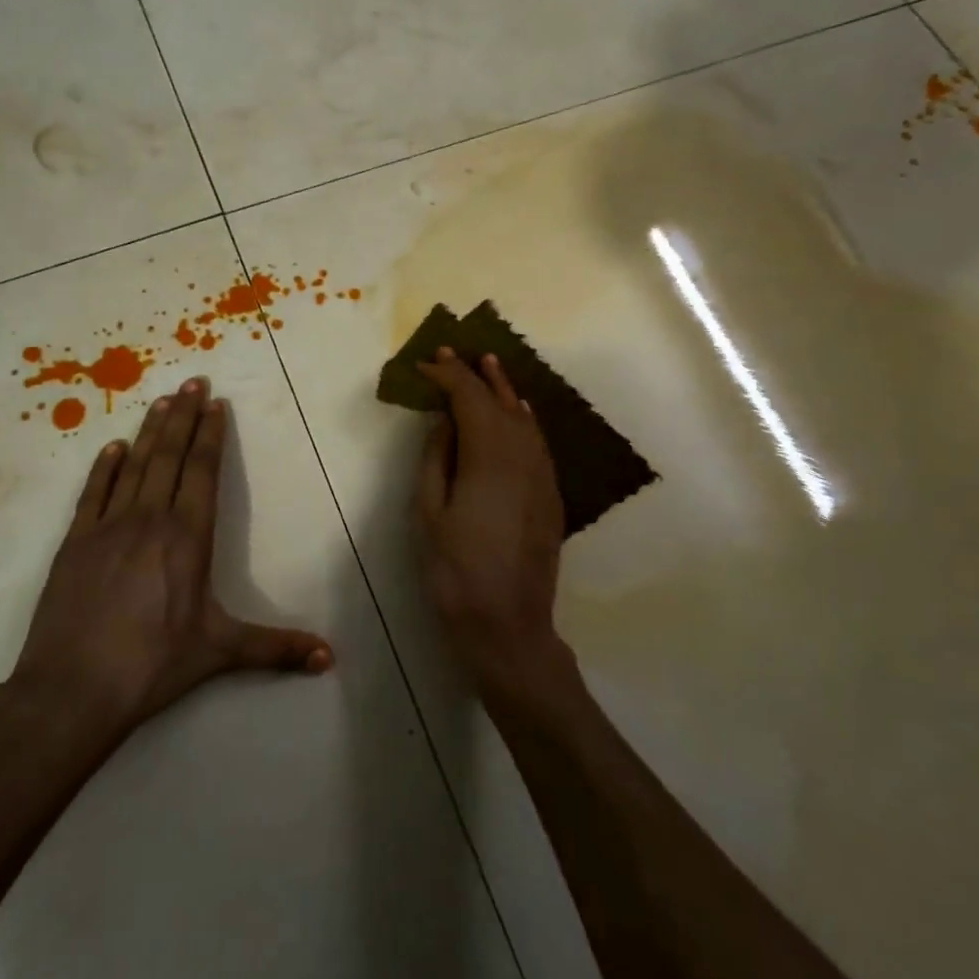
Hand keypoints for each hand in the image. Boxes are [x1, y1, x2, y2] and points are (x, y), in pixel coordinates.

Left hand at [7, 378, 332, 736]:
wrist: (71, 691)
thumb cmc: (152, 665)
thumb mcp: (220, 652)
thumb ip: (276, 649)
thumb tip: (331, 659)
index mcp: (187, 537)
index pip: (202, 471)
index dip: (210, 434)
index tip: (215, 403)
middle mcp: (149, 519)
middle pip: (170, 455)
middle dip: (184, 416)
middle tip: (192, 381)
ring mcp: (107, 527)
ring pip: (134, 465)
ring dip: (150, 430)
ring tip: (162, 400)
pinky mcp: (75, 542)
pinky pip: (93, 492)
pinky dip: (104, 466)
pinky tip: (113, 447)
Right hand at [415, 349, 569, 688]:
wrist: (508, 626)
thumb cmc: (455, 571)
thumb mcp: (429, 511)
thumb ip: (437, 457)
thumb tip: (444, 419)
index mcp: (488, 455)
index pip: (469, 398)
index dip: (448, 375)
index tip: (427, 363)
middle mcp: (522, 454)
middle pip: (500, 401)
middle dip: (477, 374)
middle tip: (456, 352)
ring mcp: (543, 474)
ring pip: (524, 418)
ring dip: (504, 390)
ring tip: (489, 366)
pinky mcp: (551, 494)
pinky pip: (538, 441)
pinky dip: (524, 418)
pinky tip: (518, 411)